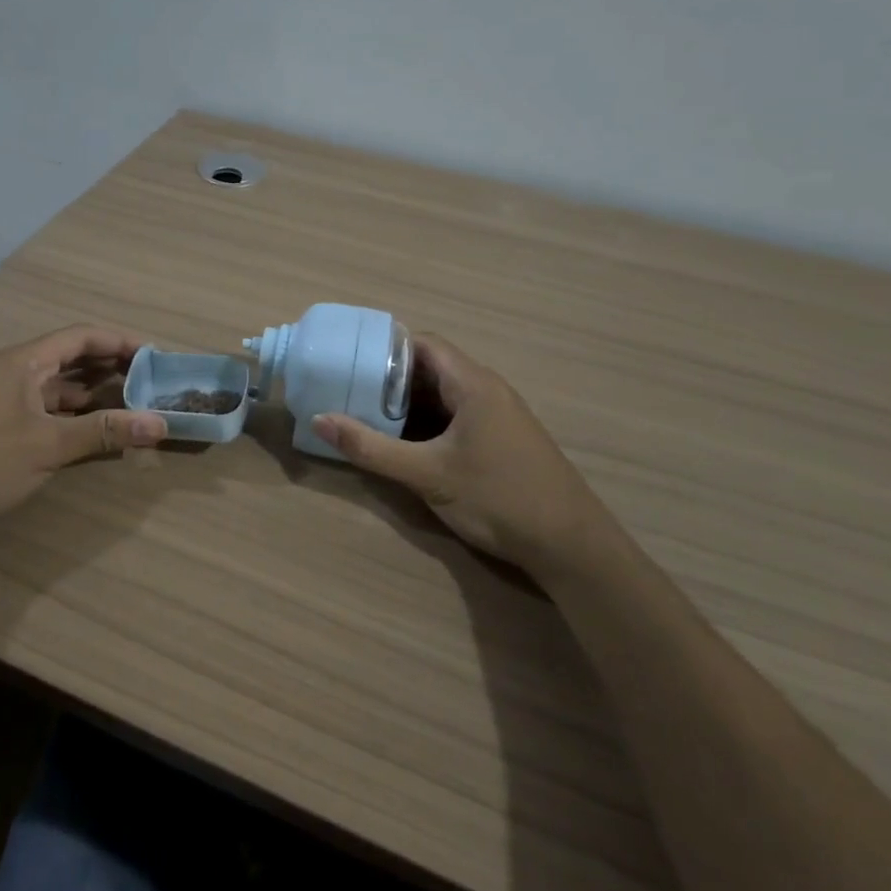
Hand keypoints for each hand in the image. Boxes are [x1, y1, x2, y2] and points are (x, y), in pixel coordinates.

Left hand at [0, 326, 167, 537]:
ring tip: (127, 409)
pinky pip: (39, 411)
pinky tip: (84, 435)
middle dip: (110, 369)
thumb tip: (159, 422)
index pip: (81, 336)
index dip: (120, 341)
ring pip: (53, 389)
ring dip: (90, 397)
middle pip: (69, 360)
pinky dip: (67, 418)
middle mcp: (10, 373)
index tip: (155, 355)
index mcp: (23, 362)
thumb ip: (103, 432)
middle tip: (149, 385)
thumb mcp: (46, 447)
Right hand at [312, 334, 606, 578]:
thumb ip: (371, 447)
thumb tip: (319, 420)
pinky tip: (404, 444)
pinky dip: (427, 423)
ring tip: (365, 415)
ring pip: (443, 395)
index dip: (384, 348)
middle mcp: (487, 390)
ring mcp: (498, 416)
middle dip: (389, 378)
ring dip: (407, 404)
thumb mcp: (426, 474)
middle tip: (349, 391)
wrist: (571, 546)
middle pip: (430, 368)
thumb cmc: (498, 498)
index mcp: (473, 384)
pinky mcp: (501, 440)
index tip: (350, 360)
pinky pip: (456, 416)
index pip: (422, 344)